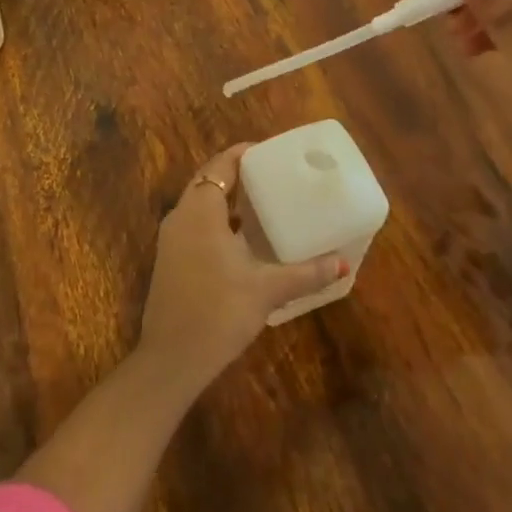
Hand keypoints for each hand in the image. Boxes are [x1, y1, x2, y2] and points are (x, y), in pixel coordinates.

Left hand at [137, 144, 346, 392]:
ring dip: (226, 200)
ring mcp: (171, 239)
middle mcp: (180, 216)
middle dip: (237, 175)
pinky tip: (241, 240)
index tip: (270, 152)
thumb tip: (342, 264)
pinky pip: (194, 225)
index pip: (221, 165)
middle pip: (209, 181)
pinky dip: (216, 221)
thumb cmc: (219, 312)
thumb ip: (305, 273)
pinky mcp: (169, 260)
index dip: (243, 154)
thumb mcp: (267, 290)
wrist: (171, 359)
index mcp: (200, 210)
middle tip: (272, 176)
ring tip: (262, 204)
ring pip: (200, 204)